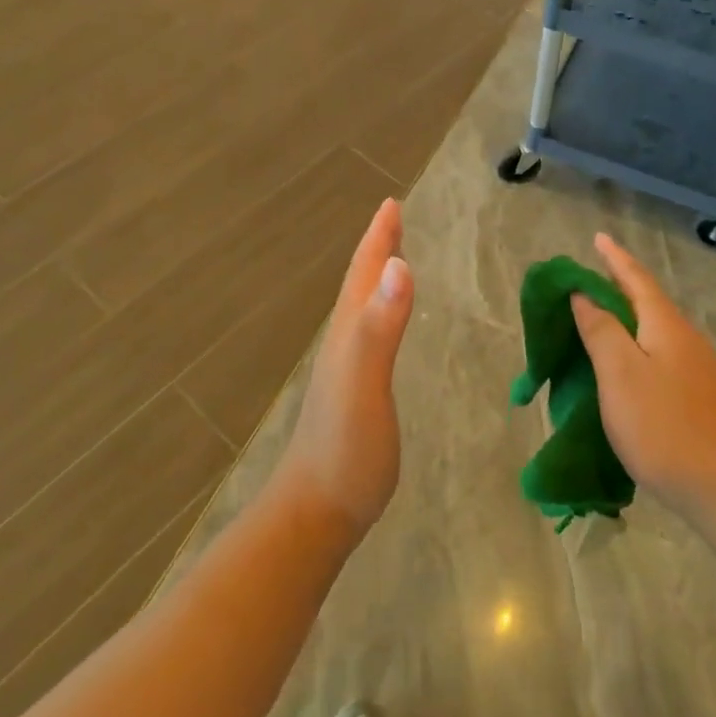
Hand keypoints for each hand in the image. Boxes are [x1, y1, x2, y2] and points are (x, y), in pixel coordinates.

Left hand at [272, 198, 414, 545]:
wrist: (315, 513)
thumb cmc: (345, 448)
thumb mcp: (365, 382)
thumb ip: (380, 326)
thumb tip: (400, 265)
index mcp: (348, 333)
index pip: (365, 274)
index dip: (379, 238)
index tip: (391, 203)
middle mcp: (344, 344)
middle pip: (360, 285)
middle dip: (377, 250)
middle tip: (393, 220)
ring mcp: (346, 371)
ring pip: (361, 310)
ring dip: (376, 279)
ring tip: (392, 261)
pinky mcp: (355, 396)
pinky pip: (369, 337)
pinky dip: (380, 315)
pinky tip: (384, 328)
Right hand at [571, 233, 715, 520]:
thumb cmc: (666, 428)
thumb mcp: (620, 376)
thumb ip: (601, 332)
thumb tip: (583, 295)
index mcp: (666, 327)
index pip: (636, 280)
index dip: (615, 258)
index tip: (598, 238)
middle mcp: (688, 341)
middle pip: (649, 304)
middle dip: (620, 289)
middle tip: (589, 282)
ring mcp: (701, 373)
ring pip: (657, 334)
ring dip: (629, 322)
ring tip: (602, 324)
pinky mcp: (705, 401)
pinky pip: (664, 359)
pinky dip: (639, 351)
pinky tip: (631, 372)